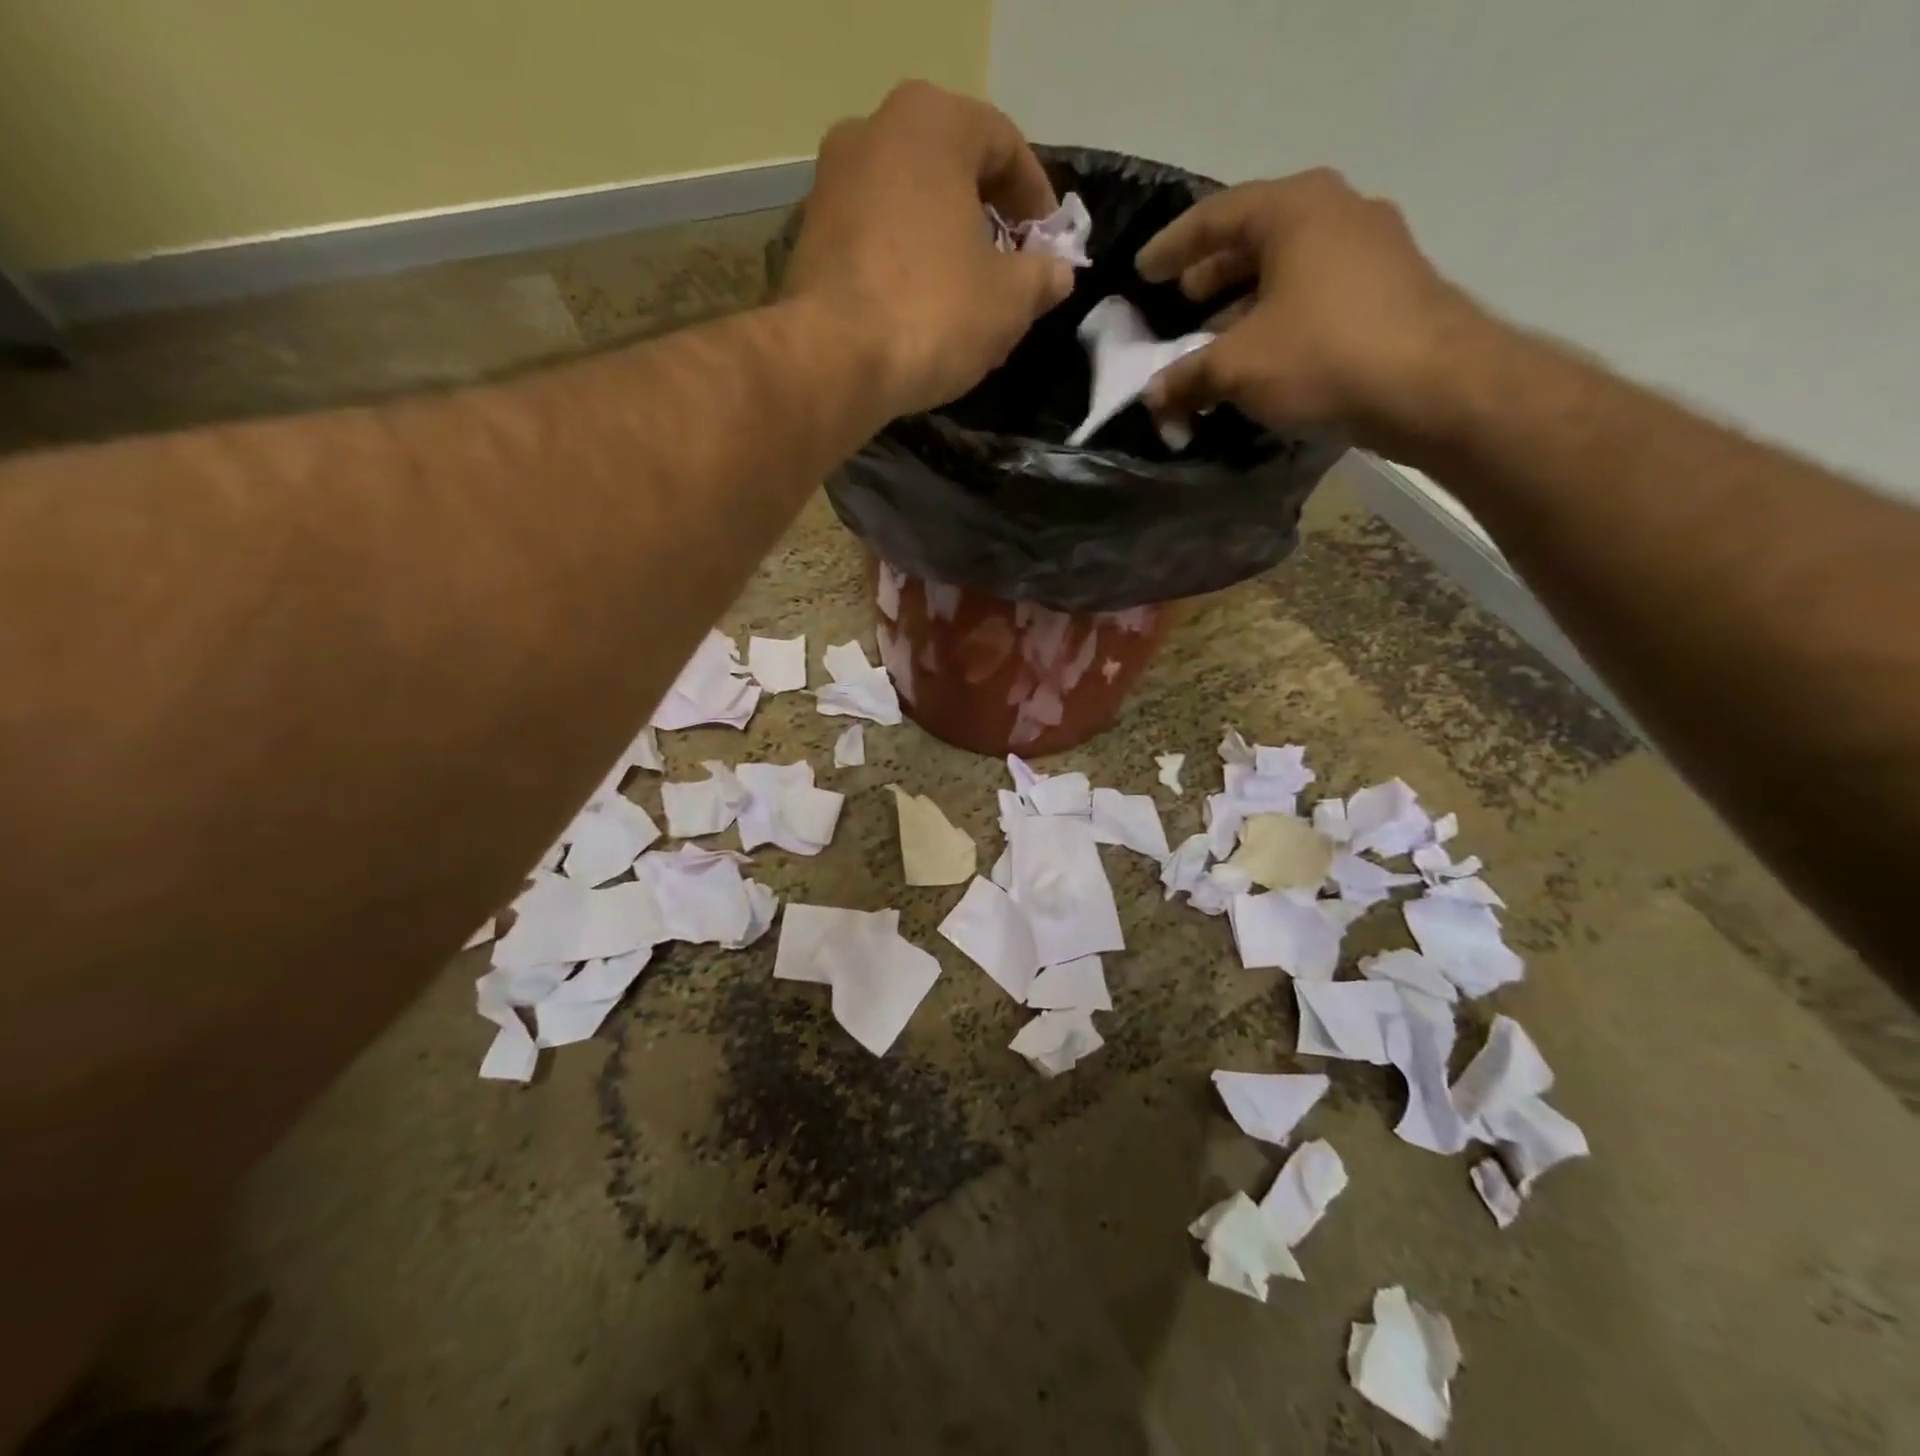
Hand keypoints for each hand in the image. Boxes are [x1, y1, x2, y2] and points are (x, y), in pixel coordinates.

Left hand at [783, 81, 1075, 417]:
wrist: (833, 361)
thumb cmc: (932, 313)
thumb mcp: (1008, 300)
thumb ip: (1041, 277)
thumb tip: (1057, 272)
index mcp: (932, 123)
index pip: (1004, 146)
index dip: (1036, 200)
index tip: (1049, 247)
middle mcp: (874, 130)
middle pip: (952, 171)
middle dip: (987, 221)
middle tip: (1009, 272)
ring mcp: (832, 181)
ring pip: (910, 205)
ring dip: (944, 244)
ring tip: (965, 299)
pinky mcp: (809, 234)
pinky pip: (875, 237)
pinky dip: (904, 264)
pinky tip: (919, 311)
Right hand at [1135, 170, 1486, 444]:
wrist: (1431, 386)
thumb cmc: (1323, 355)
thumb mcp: (1237, 367)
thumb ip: (1186, 377)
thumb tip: (1153, 396)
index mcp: (1295, 210)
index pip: (1217, 215)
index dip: (1173, 246)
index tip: (1144, 272)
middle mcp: (1337, 214)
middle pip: (1257, 237)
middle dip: (1212, 272)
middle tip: (1179, 301)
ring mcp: (1371, 250)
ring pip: (1288, 268)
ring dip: (1244, 302)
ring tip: (1213, 337)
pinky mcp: (1388, 291)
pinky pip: (1315, 294)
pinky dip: (1278, 318)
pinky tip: (1260, 356)